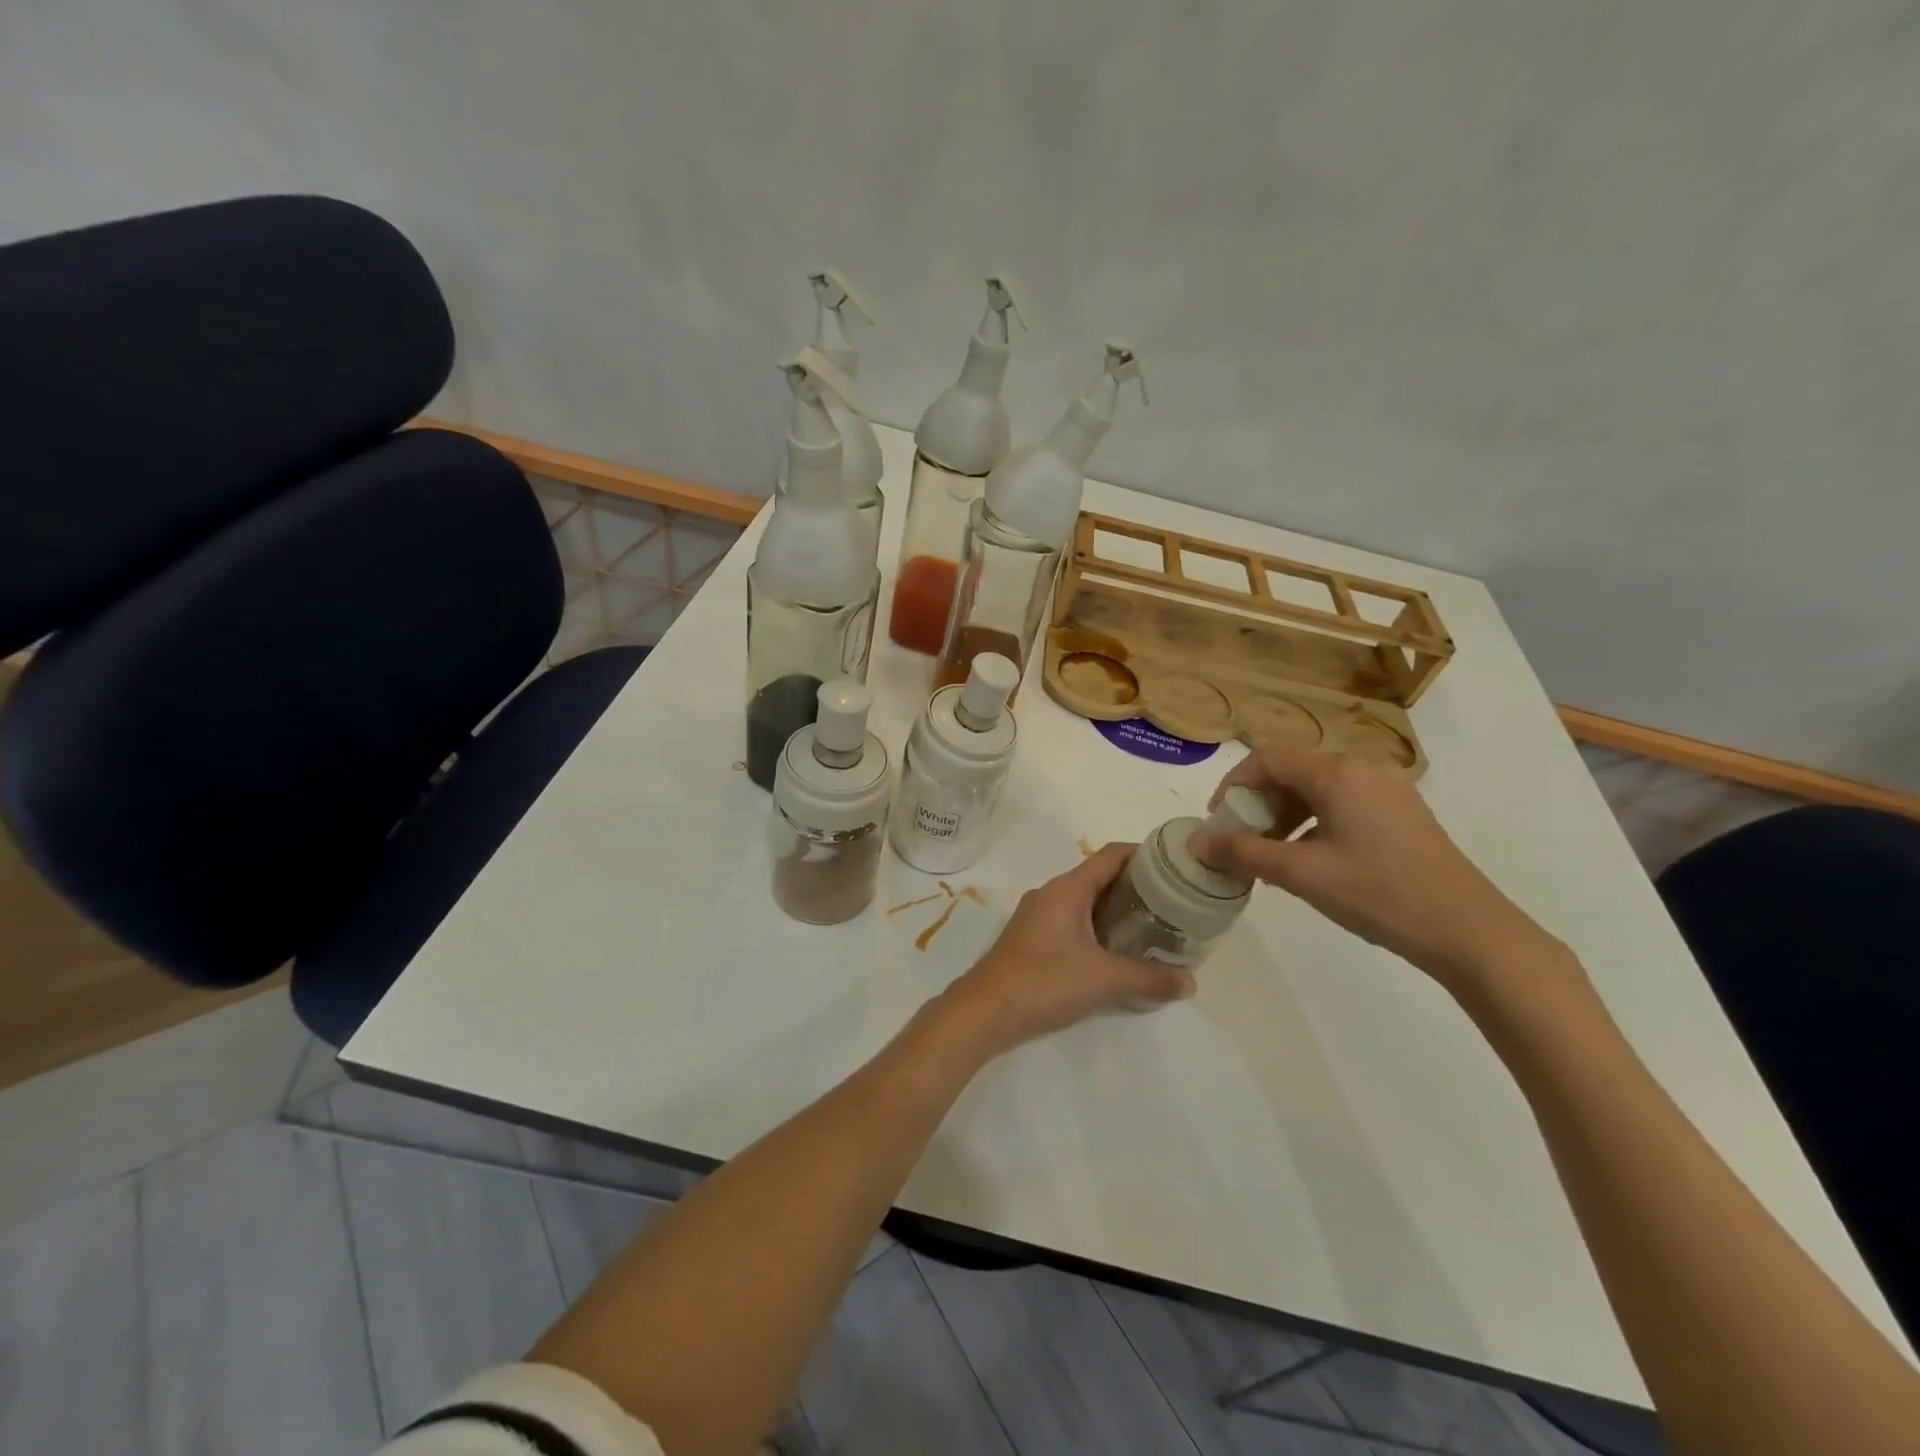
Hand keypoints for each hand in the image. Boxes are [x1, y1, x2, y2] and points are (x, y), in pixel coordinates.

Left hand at [943, 844, 1195, 1055]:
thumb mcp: (1104, 980)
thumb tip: (1191, 982)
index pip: (1111, 855)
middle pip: (1100, 877)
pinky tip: (1118, 952)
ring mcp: (1038, 917)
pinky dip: (1098, 929)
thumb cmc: (1044, 982)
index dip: (1144, 855)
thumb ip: (1149, 978)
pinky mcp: (1033, 940)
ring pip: (1086, 902)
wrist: (985, 1011)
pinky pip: (1073, 922)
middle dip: (1136, 887)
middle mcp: (1051, 894)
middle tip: (1173, 904)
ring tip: (1153, 928)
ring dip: (1117, 911)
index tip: (1175, 867)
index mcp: (1067, 889)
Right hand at [1191, 745, 1557, 993]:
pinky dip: (1314, 822)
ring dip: (1285, 814)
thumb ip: (1243, 853)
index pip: (1267, 759)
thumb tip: (1197, 842)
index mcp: (1337, 774)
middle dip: (1258, 802)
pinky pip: (1343, 804)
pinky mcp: (1403, 815)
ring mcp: (1388, 791)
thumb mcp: (1301, 874)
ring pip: (1318, 788)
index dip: (1233, 785)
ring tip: (1273, 855)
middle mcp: (1362, 770)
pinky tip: (1313, 860)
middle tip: (1243, 841)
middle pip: (1293, 770)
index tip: (1219, 821)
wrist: (1470, 931)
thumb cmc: (1379, 894)